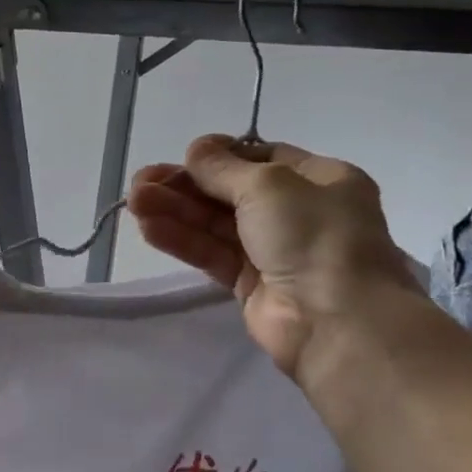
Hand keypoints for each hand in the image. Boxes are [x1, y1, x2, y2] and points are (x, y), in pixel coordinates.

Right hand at [127, 135, 419, 379]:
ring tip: (133, 202)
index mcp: (320, 180)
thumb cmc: (314, 236)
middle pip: (230, 192)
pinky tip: (148, 228)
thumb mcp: (268, 185)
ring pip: (215, 223)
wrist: (338, 323)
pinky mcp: (251, 284)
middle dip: (185, 185)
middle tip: (140, 182)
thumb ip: (223, 167)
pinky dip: (182, 239)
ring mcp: (275, 250)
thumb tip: (197, 149)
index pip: (262, 158)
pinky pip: (211, 253)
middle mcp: (299, 212)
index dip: (220, 156)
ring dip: (175, 210)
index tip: (183, 157)